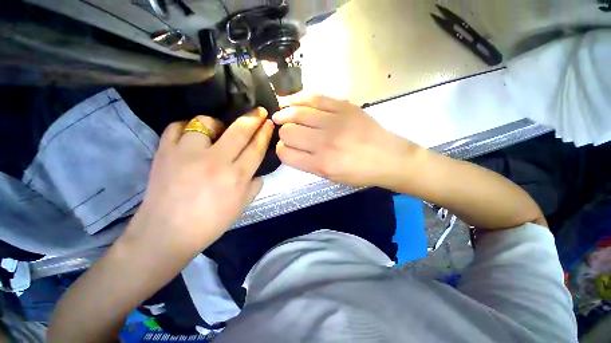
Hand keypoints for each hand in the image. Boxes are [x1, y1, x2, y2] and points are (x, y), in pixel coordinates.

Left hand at [127, 108, 272, 253]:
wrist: (167, 232)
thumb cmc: (210, 223)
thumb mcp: (242, 206)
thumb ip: (254, 185)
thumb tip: (257, 171)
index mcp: (236, 177)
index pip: (256, 148)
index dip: (264, 133)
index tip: (268, 123)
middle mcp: (215, 162)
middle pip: (239, 131)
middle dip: (253, 118)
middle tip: (259, 111)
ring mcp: (187, 154)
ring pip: (206, 123)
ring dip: (216, 124)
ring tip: (216, 131)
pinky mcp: (164, 152)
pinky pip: (177, 127)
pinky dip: (186, 127)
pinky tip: (191, 136)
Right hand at [273, 94, 416, 187]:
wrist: (389, 158)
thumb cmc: (359, 173)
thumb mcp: (331, 177)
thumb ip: (308, 163)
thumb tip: (290, 147)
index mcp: (321, 165)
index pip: (285, 154)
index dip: (281, 150)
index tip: (286, 147)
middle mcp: (324, 144)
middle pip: (287, 132)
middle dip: (283, 133)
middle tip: (288, 133)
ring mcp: (334, 122)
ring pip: (296, 113)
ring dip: (285, 114)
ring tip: (281, 115)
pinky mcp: (344, 107)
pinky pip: (314, 98)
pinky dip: (298, 98)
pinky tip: (291, 101)